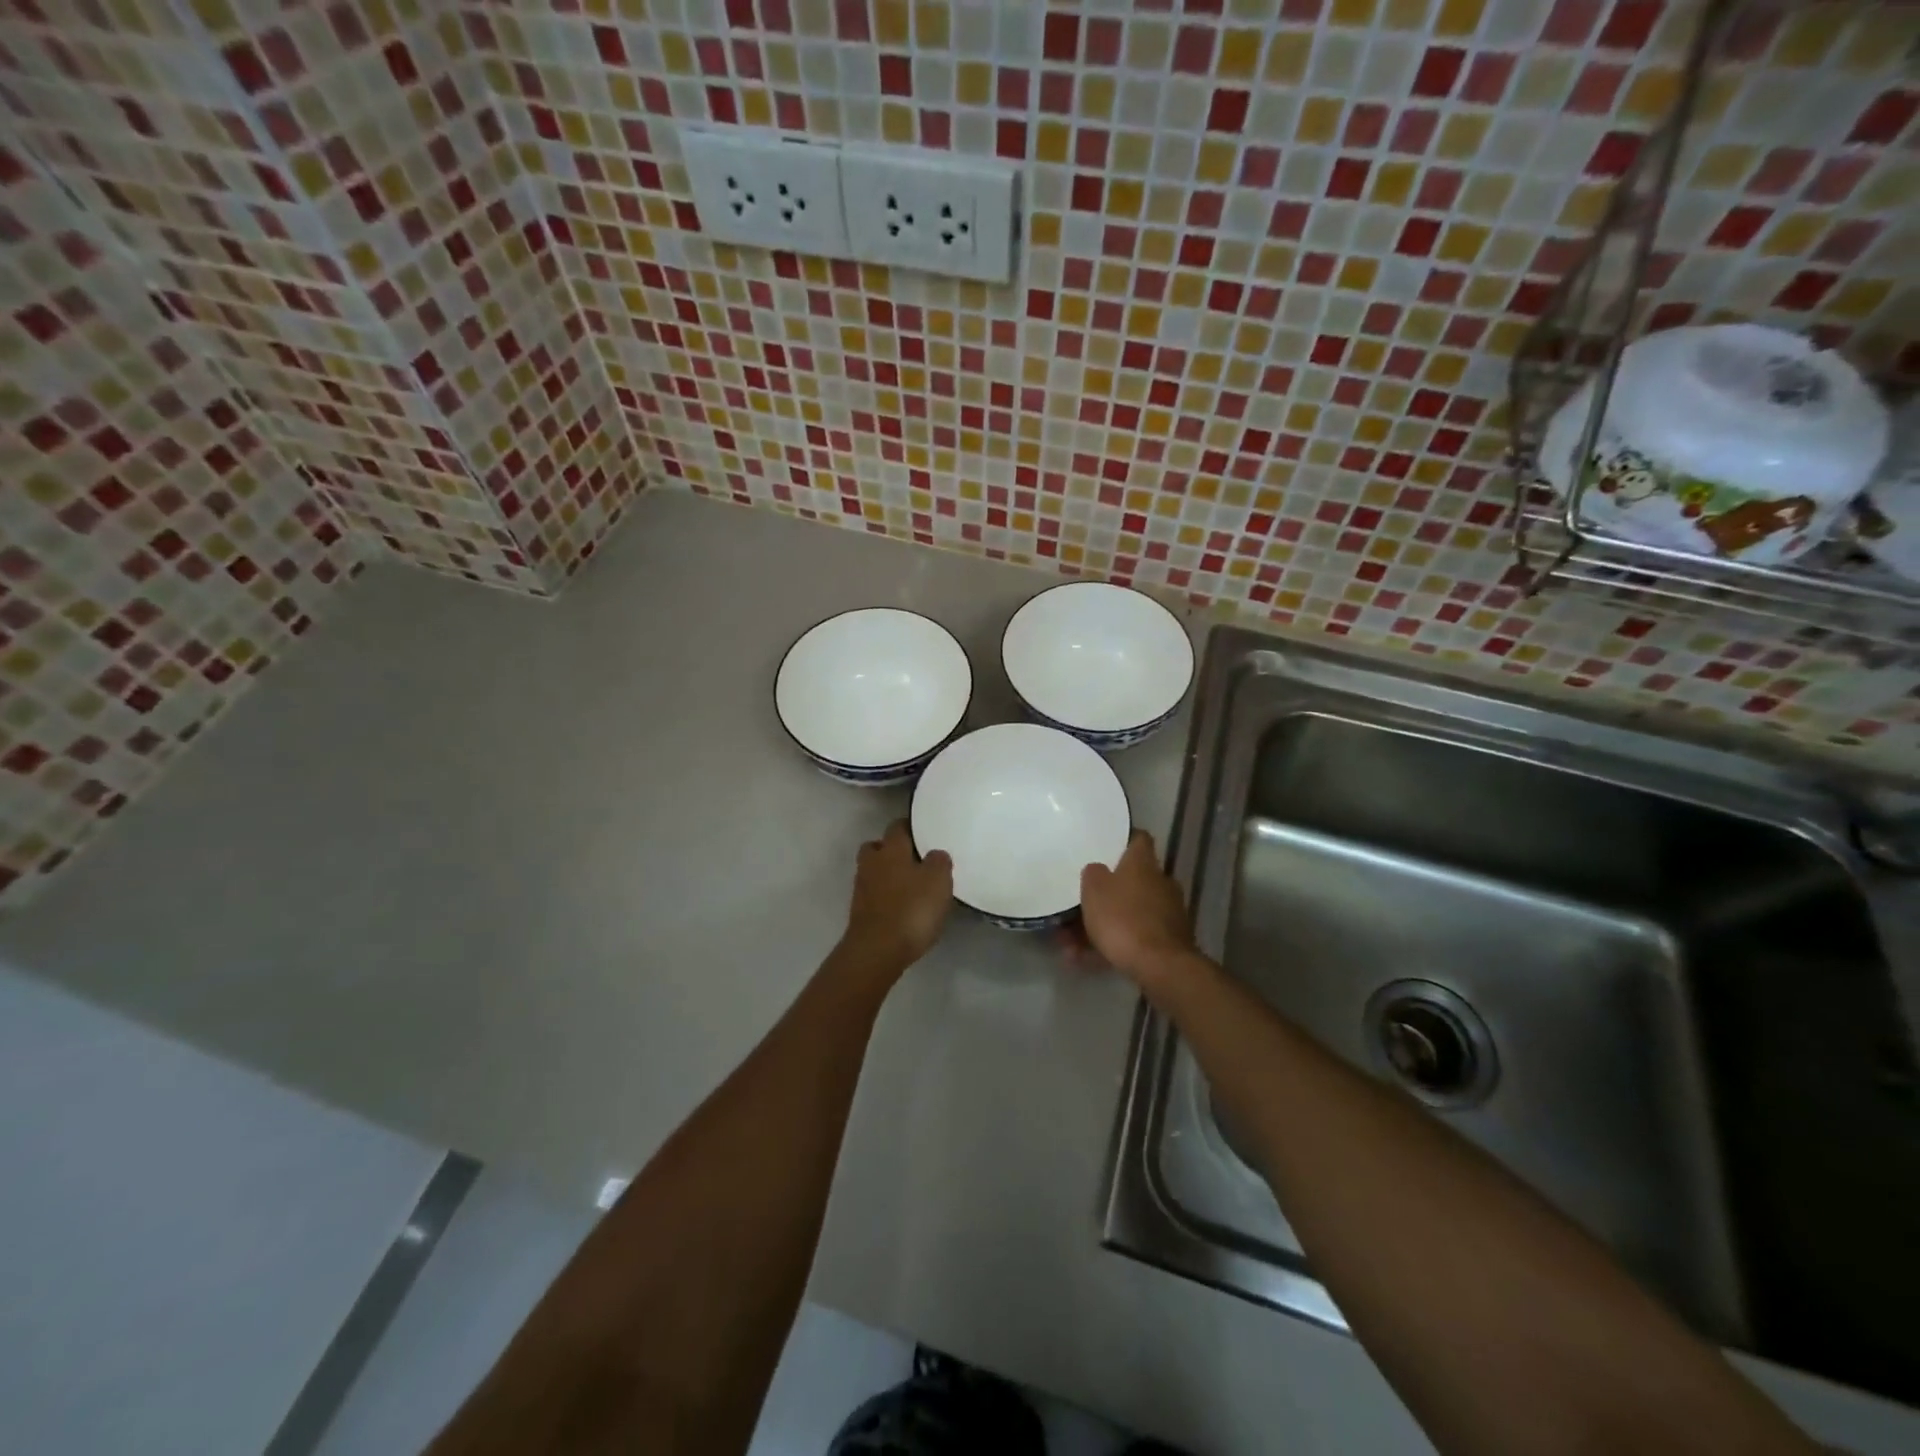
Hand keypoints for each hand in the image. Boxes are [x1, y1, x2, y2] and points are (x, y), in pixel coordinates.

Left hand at [839, 821, 952, 974]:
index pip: (898, 827)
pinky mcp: (860, 912)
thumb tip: (935, 854)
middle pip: (878, 847)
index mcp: (891, 849)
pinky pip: (874, 895)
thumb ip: (939, 861)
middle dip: (892, 850)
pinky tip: (902, 908)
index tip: (925, 833)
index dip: (911, 828)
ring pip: (874, 871)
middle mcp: (872, 863)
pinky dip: (885, 898)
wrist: (877, 950)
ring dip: (888, 876)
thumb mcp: (938, 881)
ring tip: (911, 887)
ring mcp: (862, 888)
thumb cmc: (911, 909)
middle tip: (915, 861)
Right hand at [1079, 830, 1195, 985]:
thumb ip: (1093, 874)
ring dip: (1102, 925)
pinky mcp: (1169, 940)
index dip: (1123, 839)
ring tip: (1070, 944)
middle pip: (1131, 880)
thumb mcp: (1094, 890)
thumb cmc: (1123, 918)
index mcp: (1143, 863)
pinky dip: (1112, 945)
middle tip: (1080, 903)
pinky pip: (1134, 936)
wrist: (1160, 965)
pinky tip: (1085, 961)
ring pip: (1128, 912)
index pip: (1138, 839)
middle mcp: (1160, 882)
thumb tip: (1098, 870)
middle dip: (1106, 893)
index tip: (1106, 845)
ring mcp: (1168, 912)